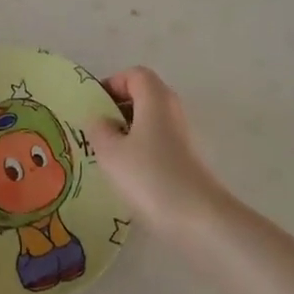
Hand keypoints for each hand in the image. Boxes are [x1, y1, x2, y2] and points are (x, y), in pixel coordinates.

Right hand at [87, 67, 228, 236]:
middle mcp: (172, 110)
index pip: (135, 74)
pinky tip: (127, 174)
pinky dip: (141, 150)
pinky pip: (158, 143)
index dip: (113, 83)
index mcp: (156, 99)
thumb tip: (100, 120)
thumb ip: (98, 129)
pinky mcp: (187, 160)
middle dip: (118, 108)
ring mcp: (183, 136)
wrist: (198, 219)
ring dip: (127, 131)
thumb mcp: (110, 152)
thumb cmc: (149, 176)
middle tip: (96, 129)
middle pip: (144, 96)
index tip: (94, 105)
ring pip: (150, 121)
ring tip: (106, 154)